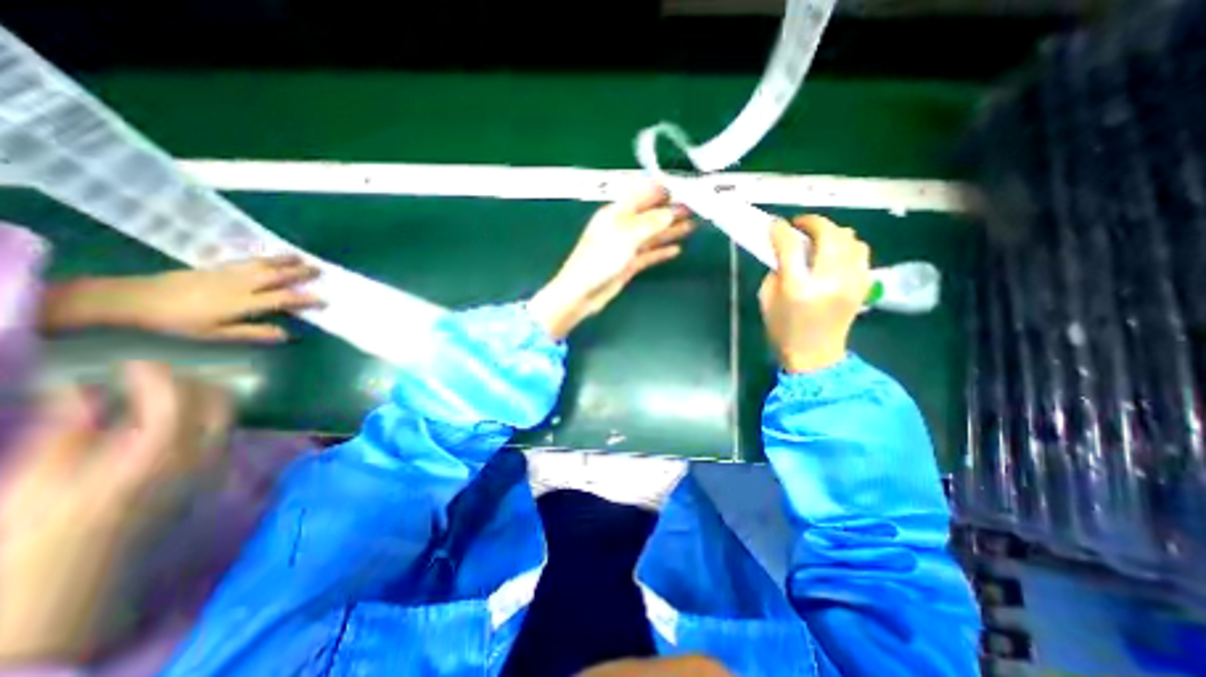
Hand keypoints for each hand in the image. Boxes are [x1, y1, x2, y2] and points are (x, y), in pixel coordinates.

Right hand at [0, 363, 230, 657]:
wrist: (65, 595)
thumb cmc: (34, 544)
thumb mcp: (35, 483)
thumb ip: (70, 431)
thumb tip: (78, 388)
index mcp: (157, 456)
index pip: (178, 400)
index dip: (159, 376)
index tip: (134, 363)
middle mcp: (200, 458)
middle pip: (219, 404)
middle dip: (194, 382)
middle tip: (152, 376)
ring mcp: (211, 468)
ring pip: (225, 418)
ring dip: (203, 398)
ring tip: (161, 393)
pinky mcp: (209, 479)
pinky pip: (220, 435)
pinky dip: (205, 418)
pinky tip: (173, 420)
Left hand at [44, 254, 324, 342]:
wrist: (132, 299)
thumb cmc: (178, 322)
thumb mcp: (216, 334)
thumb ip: (253, 332)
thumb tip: (287, 335)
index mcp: (244, 302)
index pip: (283, 299)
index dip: (306, 299)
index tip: (324, 299)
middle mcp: (241, 285)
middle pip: (277, 276)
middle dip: (300, 272)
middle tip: (319, 269)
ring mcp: (228, 273)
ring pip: (263, 264)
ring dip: (284, 260)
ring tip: (300, 256)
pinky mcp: (214, 267)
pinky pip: (247, 260)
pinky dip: (263, 257)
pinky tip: (268, 257)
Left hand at [529, 183, 698, 338]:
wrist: (583, 292)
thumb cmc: (599, 259)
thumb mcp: (626, 235)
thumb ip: (649, 223)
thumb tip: (670, 212)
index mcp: (615, 213)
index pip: (640, 195)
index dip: (660, 191)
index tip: (681, 188)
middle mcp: (621, 227)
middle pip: (649, 215)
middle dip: (670, 210)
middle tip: (693, 208)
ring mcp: (625, 247)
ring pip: (652, 235)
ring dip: (670, 230)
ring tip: (690, 225)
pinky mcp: (628, 264)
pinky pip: (649, 254)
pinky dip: (662, 251)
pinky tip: (675, 249)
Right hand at [756, 216, 872, 373]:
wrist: (815, 355)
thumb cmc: (783, 329)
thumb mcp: (767, 299)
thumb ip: (776, 271)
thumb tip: (786, 250)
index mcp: (798, 287)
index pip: (791, 245)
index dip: (781, 230)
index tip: (775, 225)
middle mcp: (828, 279)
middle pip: (828, 234)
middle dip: (812, 222)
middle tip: (799, 225)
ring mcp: (851, 281)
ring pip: (850, 239)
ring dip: (832, 233)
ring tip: (819, 239)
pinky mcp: (863, 284)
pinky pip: (860, 252)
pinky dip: (846, 246)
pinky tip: (833, 253)